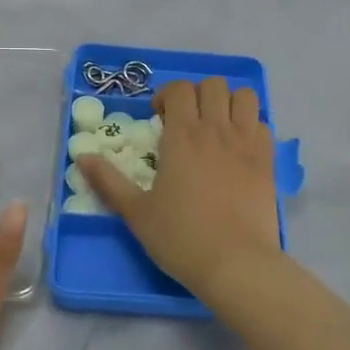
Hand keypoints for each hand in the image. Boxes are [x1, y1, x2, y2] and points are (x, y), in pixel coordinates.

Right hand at [81, 77, 281, 301]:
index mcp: (182, 136)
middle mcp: (216, 130)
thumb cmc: (181, 238)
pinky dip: (251, 126)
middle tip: (186, 121)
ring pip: (244, 96)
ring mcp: (247, 143)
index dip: (167, 95)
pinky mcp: (268, 161)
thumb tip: (81, 156)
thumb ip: (108, 181)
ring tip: (217, 126)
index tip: (159, 118)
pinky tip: (239, 149)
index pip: (179, 89)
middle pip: (213, 85)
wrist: (236, 264)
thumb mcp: (136, 212)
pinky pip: (263, 124)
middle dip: (197, 94)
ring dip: (229, 103)